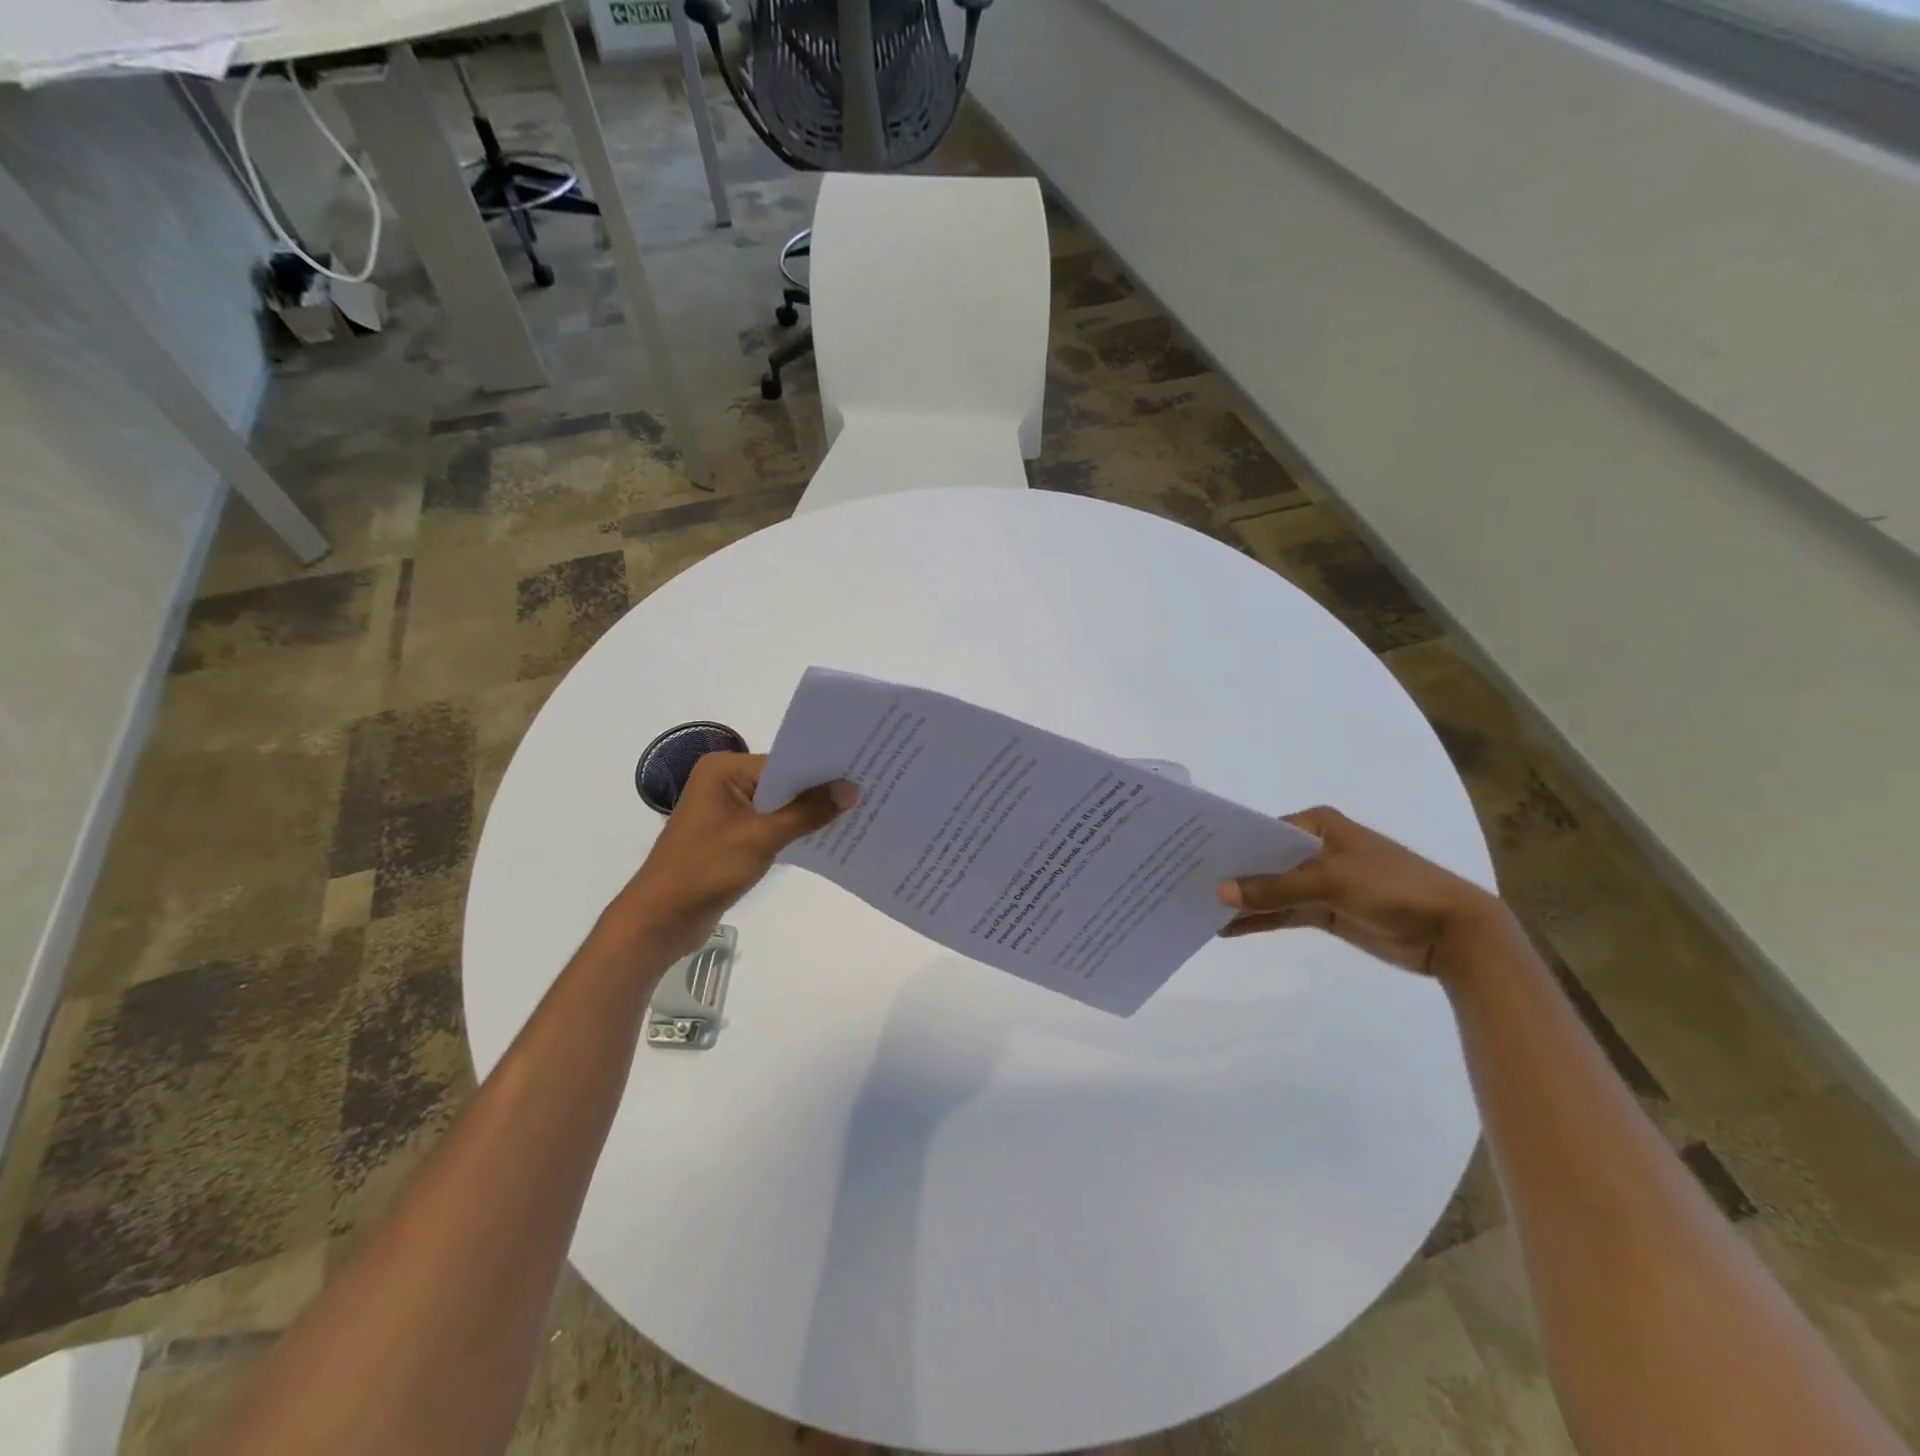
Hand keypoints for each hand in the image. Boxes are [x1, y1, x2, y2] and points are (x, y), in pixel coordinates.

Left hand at [611, 753, 855, 958]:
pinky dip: (793, 829)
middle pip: (783, 781)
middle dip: (820, 791)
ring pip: (779, 804)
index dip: (822, 770)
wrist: (661, 919)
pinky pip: (771, 824)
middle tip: (868, 791)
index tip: (863, 772)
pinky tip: (826, 836)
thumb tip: (851, 789)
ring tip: (856, 813)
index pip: (785, 761)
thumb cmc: (706, 868)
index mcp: (724, 769)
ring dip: (809, 813)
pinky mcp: (731, 835)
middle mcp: (724, 781)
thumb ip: (807, 812)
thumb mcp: (762, 837)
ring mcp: (727, 810)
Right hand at [1217, 806, 1512, 983]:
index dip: (1230, 843)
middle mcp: (1315, 849)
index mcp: (1318, 826)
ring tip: (1198, 910)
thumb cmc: (1393, 887)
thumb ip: (1275, 887)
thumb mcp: (1331, 881)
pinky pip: (1283, 912)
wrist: (1452, 930)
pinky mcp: (1326, 911)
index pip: (1262, 830)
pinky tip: (1227, 929)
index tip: (1191, 855)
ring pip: (1271, 889)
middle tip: (1186, 883)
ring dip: (1242, 900)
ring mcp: (1320, 882)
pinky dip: (1259, 920)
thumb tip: (1219, 892)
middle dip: (1231, 872)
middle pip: (1263, 860)